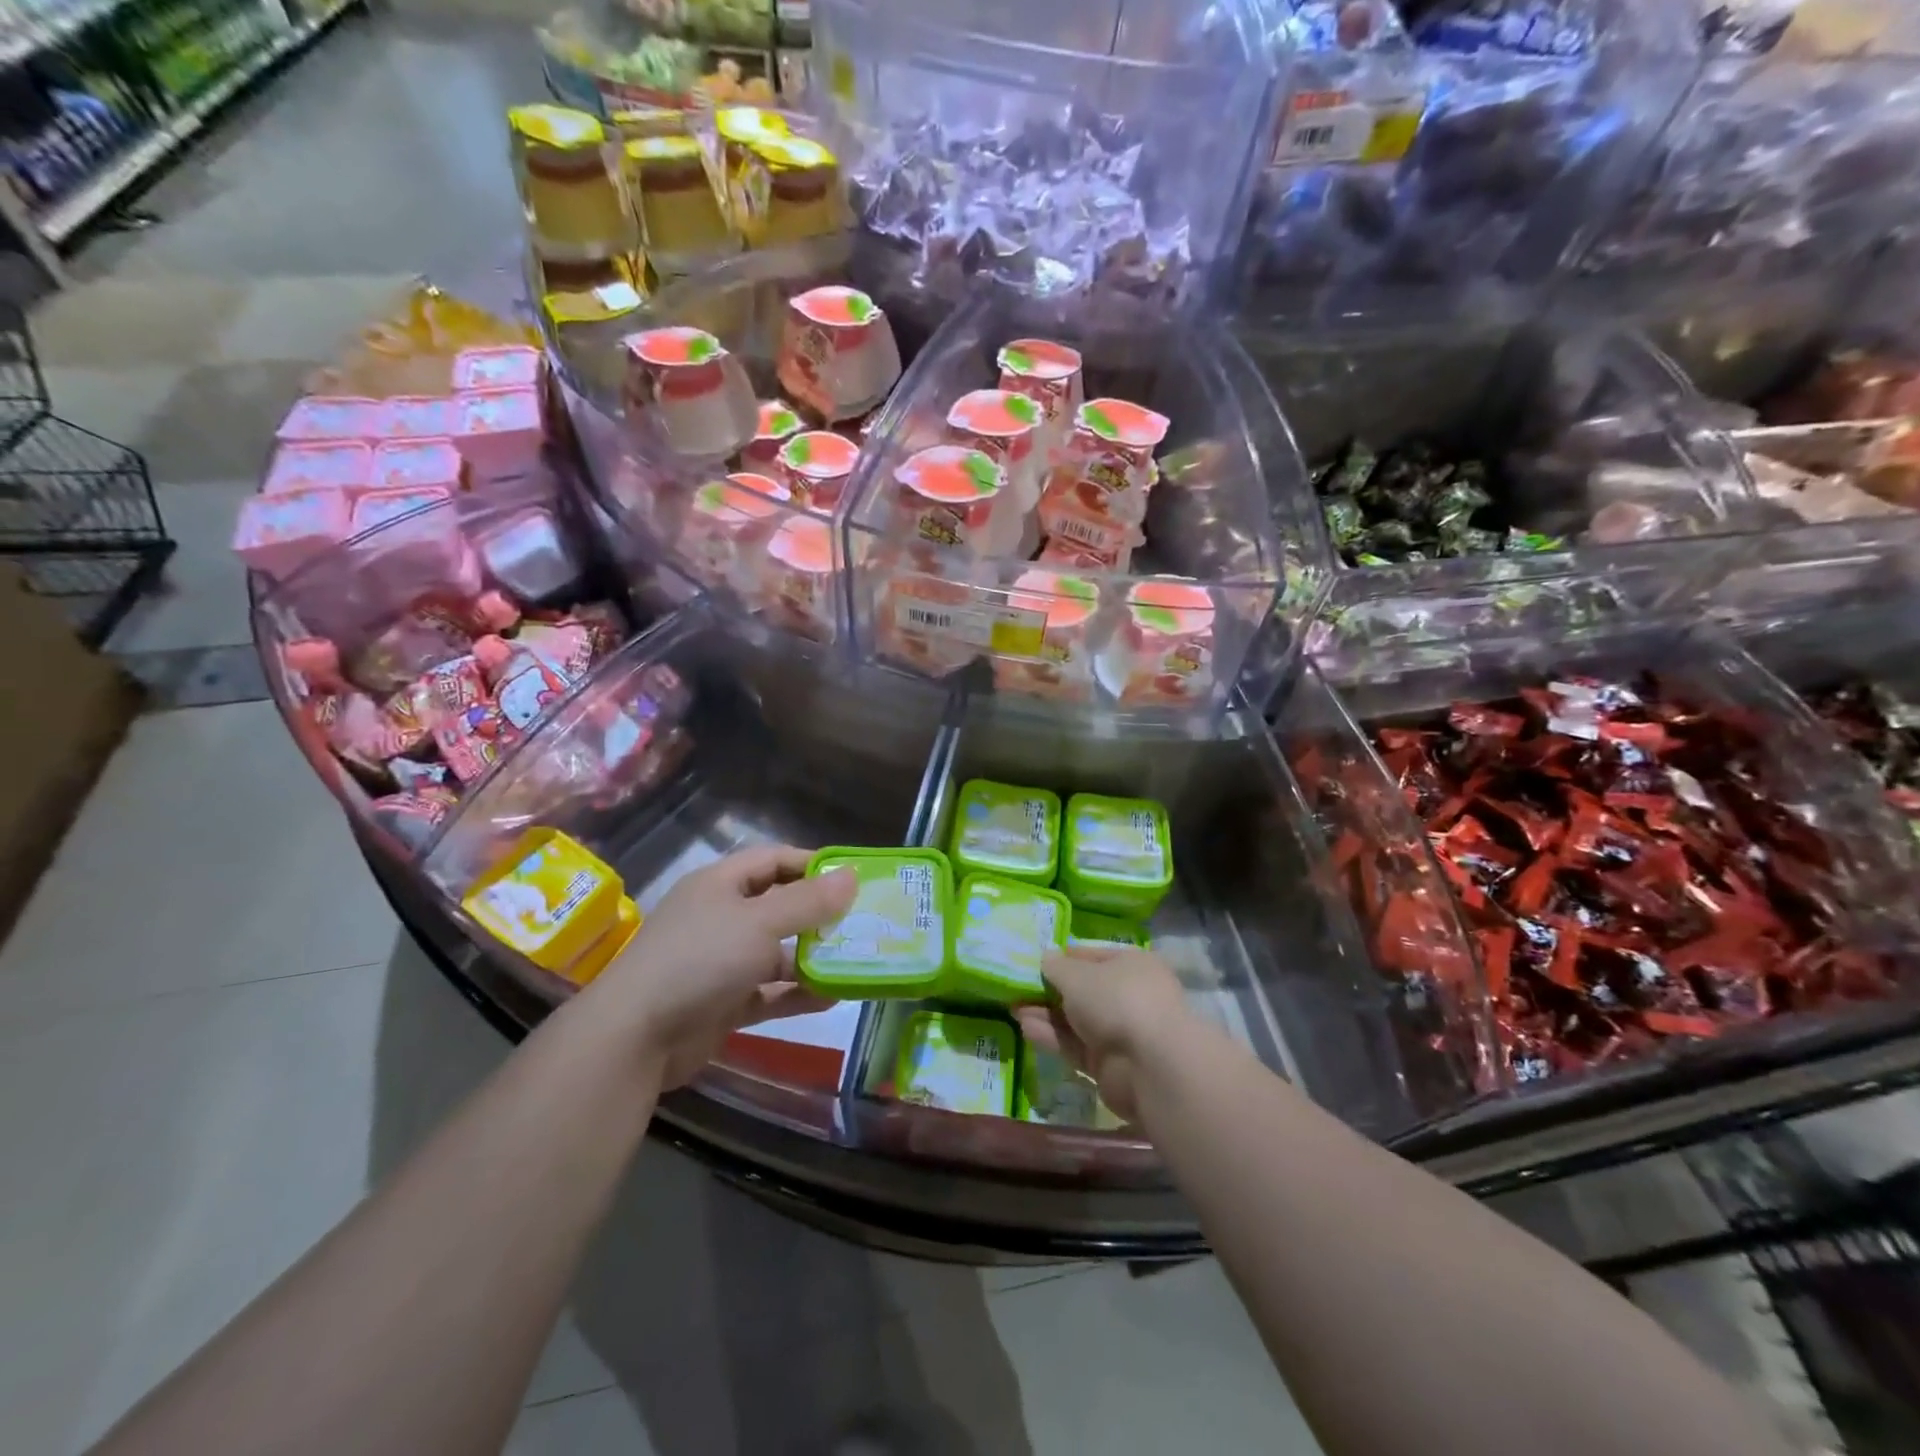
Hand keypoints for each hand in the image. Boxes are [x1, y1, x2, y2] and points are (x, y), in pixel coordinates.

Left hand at [584, 844, 855, 1087]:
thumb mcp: (760, 922)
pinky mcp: (723, 1003)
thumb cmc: (700, 959)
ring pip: (776, 953)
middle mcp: (720, 918)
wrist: (634, 1037)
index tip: (853, 877)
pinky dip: (797, 994)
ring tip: (856, 961)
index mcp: (720, 884)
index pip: (774, 860)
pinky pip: (769, 993)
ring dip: (812, 958)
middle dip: (819, 914)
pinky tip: (833, 998)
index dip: (812, 864)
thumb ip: (808, 901)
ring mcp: (720, 963)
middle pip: (778, 907)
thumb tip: (852, 875)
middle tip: (863, 921)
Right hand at [1014, 946, 1189, 1122]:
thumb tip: (1047, 958)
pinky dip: (1054, 1038)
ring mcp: (1122, 1032)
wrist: (1151, 1066)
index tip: (1034, 963)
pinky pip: (1076, 1046)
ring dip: (1047, 1015)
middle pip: (1083, 991)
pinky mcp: (1111, 1066)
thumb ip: (1056, 968)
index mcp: (1131, 965)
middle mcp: (1130, 996)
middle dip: (1050, 991)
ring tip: (1014, 1009)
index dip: (1062, 959)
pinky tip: (1027, 1029)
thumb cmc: (1117, 1001)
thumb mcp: (1077, 976)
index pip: (1091, 957)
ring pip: (1077, 1021)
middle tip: (1018, 990)